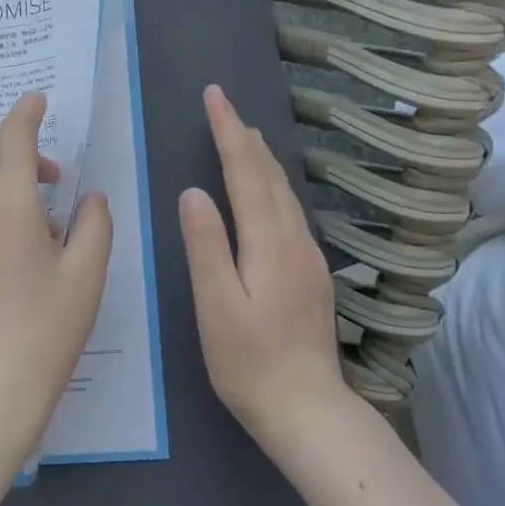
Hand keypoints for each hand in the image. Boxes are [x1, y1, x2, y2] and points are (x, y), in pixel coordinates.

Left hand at [0, 91, 112, 476]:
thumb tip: (90, 198)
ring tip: (45, 224)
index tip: (39, 99)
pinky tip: (21, 252)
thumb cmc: (43, 330)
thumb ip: (94, 225)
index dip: (26, 112)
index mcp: (6, 204)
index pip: (11, 138)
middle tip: (52, 178)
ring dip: (4, 181)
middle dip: (14, 147)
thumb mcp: (86, 276)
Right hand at [179, 84, 355, 443]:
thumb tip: (193, 193)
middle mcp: (295, 240)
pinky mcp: (311, 274)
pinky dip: (272, 185)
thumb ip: (206, 246)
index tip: (214, 96)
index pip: (246, 172)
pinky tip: (267, 190)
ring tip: (244, 135)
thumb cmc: (249, 361)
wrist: (307, 409)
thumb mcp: (216, 305)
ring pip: (285, 192)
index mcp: (269, 243)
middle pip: (270, 175)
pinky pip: (290, 211)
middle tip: (224, 106)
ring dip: (262, 158)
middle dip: (245, 136)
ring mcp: (308, 257)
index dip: (228, 131)